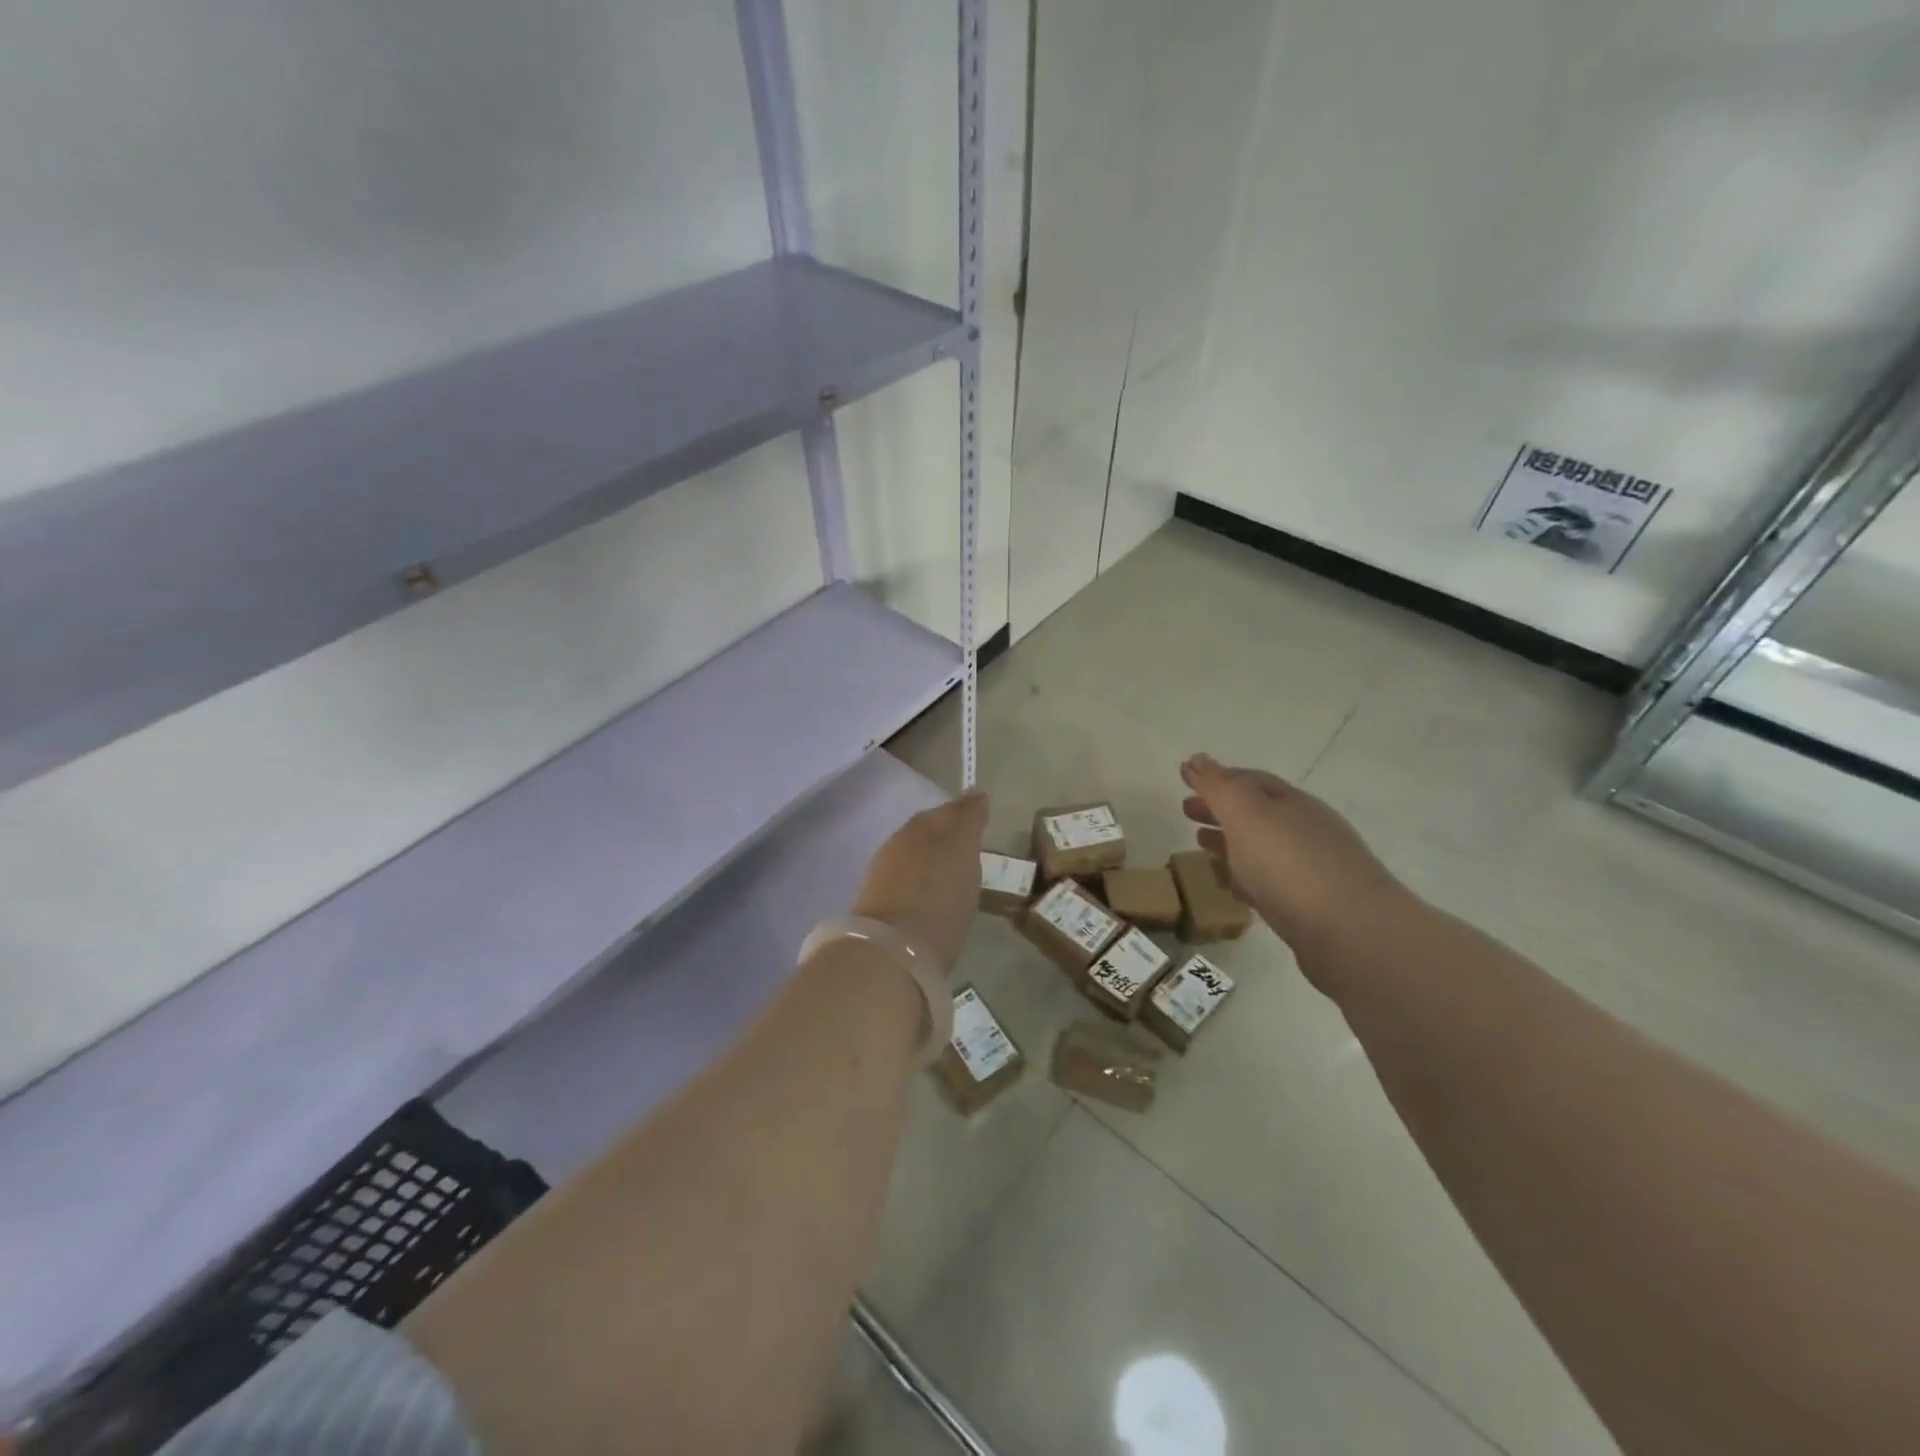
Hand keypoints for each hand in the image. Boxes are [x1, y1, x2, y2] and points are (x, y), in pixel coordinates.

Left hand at [851, 790, 989, 971]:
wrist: (893, 951)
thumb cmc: (938, 894)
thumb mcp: (962, 850)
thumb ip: (968, 820)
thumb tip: (974, 793)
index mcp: (918, 827)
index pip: (944, 811)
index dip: (963, 813)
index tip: (981, 817)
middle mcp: (896, 846)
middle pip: (926, 834)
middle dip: (946, 838)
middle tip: (970, 848)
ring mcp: (882, 879)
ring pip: (914, 860)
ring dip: (932, 863)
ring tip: (955, 877)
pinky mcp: (878, 910)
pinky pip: (907, 887)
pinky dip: (922, 888)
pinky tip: (934, 901)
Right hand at [1180, 754, 1404, 956]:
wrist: (1352, 935)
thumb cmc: (1290, 865)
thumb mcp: (1246, 815)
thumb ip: (1219, 787)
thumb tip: (1198, 759)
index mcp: (1292, 803)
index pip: (1250, 780)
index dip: (1217, 777)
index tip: (1187, 778)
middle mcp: (1306, 830)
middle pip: (1256, 812)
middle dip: (1221, 808)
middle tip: (1186, 811)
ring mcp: (1312, 869)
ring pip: (1262, 847)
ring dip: (1230, 841)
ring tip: (1201, 844)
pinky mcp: (1311, 906)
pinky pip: (1269, 881)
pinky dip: (1245, 875)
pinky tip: (1231, 884)